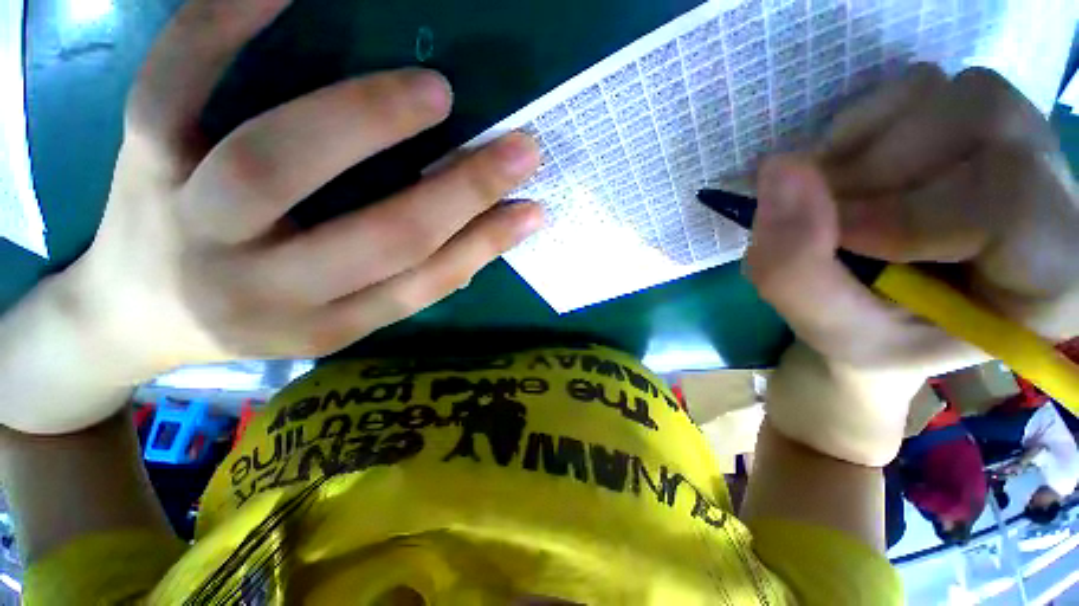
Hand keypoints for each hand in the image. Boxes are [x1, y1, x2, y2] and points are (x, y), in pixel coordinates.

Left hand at [0, 0, 541, 433]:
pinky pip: (173, 87)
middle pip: (378, 237)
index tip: (534, 209)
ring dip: (366, 119)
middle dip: (461, 191)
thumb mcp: (339, 318)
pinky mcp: (140, 163)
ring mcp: (192, 222)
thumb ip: (407, 280)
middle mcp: (266, 287)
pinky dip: (220, 28)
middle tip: (518, 147)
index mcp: (327, 323)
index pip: (425, 282)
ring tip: (435, 92)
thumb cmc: (255, 315)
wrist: (135, 315)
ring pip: (274, 164)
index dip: (486, 244)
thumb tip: (481, 237)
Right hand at [746, 65, 1078, 465]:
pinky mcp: (963, 124)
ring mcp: (1013, 143)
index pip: (1012, 199)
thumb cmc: (860, 351)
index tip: (832, 238)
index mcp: (1051, 274)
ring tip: (829, 201)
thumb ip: (792, 266)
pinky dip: (862, 122)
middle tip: (819, 223)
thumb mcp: (826, 331)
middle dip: (878, 178)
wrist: (875, 330)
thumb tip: (773, 171)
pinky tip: (844, 167)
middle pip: (982, 130)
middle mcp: (1054, 192)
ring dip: (865, 148)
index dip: (912, 209)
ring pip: (948, 96)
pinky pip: (914, 87)